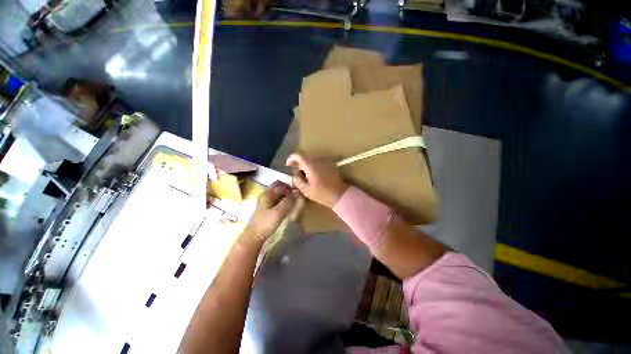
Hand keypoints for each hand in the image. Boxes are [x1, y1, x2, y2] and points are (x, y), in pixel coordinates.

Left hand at [246, 181, 294, 241]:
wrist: (254, 236)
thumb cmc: (266, 223)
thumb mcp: (279, 212)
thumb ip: (288, 201)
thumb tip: (296, 192)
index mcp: (267, 194)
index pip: (281, 185)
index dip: (290, 188)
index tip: (298, 193)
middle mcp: (266, 195)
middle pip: (278, 187)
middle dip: (287, 189)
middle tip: (296, 195)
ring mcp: (265, 201)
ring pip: (277, 193)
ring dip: (285, 194)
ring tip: (293, 200)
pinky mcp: (266, 207)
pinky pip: (276, 199)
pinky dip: (282, 199)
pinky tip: (287, 206)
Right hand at [286, 153, 348, 207]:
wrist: (340, 194)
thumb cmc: (322, 193)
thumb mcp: (306, 190)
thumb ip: (298, 181)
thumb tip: (295, 176)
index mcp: (310, 166)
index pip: (298, 156)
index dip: (291, 158)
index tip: (287, 165)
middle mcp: (317, 161)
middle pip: (305, 158)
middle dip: (298, 165)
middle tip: (296, 175)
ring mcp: (324, 163)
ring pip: (311, 161)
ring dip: (306, 166)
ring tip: (305, 178)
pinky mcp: (329, 166)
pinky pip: (318, 163)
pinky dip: (312, 168)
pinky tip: (313, 177)